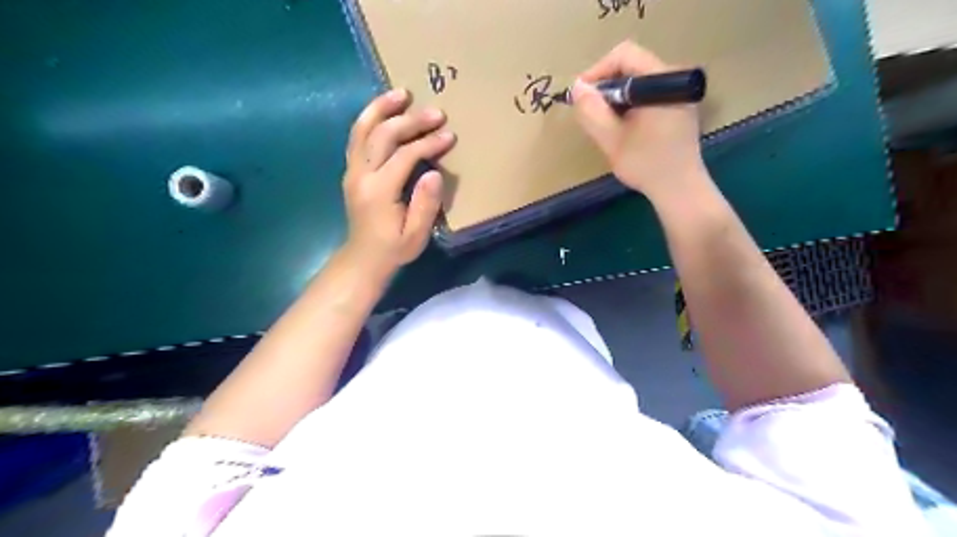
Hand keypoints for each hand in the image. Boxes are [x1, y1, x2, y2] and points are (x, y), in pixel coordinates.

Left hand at [339, 89, 455, 275]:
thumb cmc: (393, 249)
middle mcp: (361, 175)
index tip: (449, 136)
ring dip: (381, 108)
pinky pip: (357, 137)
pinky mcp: (351, 171)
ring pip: (362, 129)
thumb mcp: (416, 235)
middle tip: (435, 112)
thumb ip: (425, 205)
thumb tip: (434, 174)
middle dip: (410, 120)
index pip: (404, 156)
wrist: (363, 258)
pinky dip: (369, 119)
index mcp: (379, 191)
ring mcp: (352, 171)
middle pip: (383, 135)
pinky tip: (384, 110)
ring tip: (401, 93)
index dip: (428, 144)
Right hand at [571, 42, 705, 201]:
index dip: (597, 71)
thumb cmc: (647, 165)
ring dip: (615, 98)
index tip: (581, 97)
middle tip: (590, 113)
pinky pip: (647, 95)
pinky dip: (629, 106)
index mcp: (663, 80)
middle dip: (605, 87)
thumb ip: (592, 111)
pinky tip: (622, 128)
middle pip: (631, 66)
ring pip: (638, 82)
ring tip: (603, 123)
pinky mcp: (678, 108)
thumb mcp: (612, 139)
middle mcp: (675, 78)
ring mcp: (679, 94)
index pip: (624, 55)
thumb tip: (577, 87)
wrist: (680, 190)